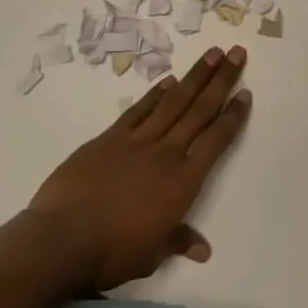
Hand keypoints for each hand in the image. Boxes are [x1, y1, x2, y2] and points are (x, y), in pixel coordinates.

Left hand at [27, 46, 250, 291]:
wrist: (61, 240)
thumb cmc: (112, 253)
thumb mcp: (151, 255)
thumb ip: (178, 241)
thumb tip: (202, 250)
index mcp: (183, 182)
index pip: (216, 141)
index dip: (233, 116)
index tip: (245, 93)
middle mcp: (166, 154)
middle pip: (200, 110)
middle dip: (222, 80)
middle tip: (237, 53)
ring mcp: (136, 141)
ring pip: (173, 102)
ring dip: (194, 77)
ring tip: (212, 53)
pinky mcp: (109, 138)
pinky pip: (138, 110)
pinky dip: (155, 94)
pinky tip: (168, 80)